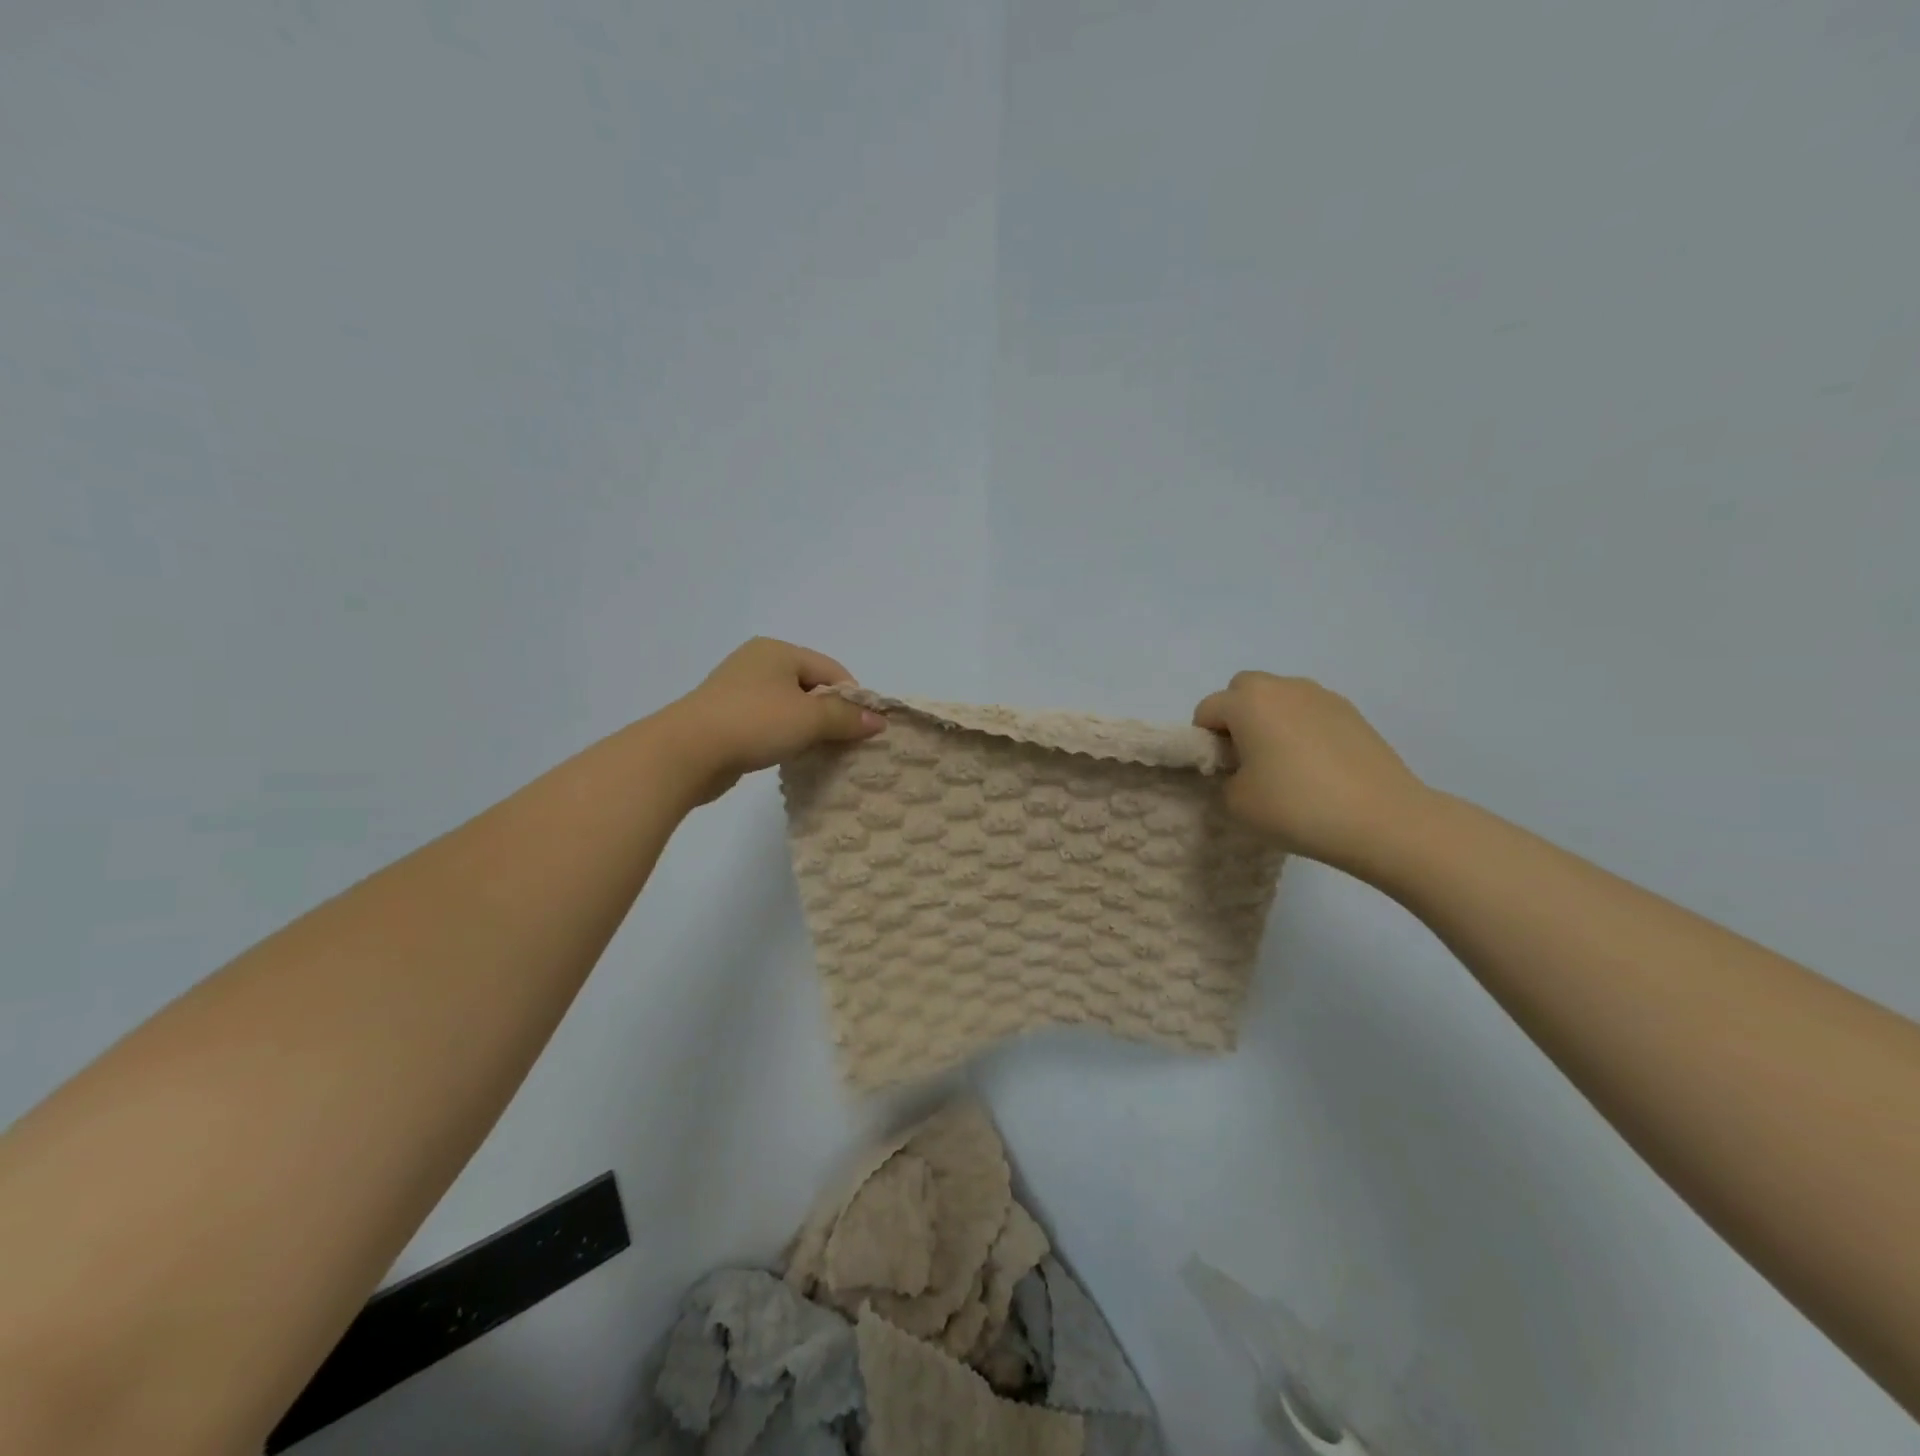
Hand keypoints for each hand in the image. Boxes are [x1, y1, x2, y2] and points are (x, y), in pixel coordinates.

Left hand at [655, 638, 885, 804]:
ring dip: (807, 730)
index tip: (863, 730)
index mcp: (778, 651)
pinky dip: (783, 738)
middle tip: (845, 745)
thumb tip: (878, 720)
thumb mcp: (809, 719)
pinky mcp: (725, 718)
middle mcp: (757, 663)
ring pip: (789, 708)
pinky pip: (768, 724)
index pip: (832, 670)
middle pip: (811, 687)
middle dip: (831, 715)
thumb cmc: (754, 723)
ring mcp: (737, 691)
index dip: (853, 699)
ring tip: (819, 754)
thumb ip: (846, 717)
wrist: (686, 752)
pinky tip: (789, 757)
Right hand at [1193, 672, 1427, 871]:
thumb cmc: (1297, 807)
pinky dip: (1302, 729)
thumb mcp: (1235, 803)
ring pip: (1280, 698)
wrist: (1382, 819)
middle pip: (1243, 690)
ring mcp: (1322, 696)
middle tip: (1246, 759)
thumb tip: (1239, 770)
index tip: (1220, 771)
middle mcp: (1283, 687)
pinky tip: (1316, 767)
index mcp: (1248, 702)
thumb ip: (1223, 778)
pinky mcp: (1352, 713)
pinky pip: (1310, 712)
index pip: (1207, 709)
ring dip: (1271, 720)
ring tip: (1285, 764)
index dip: (1204, 740)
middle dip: (1236, 717)